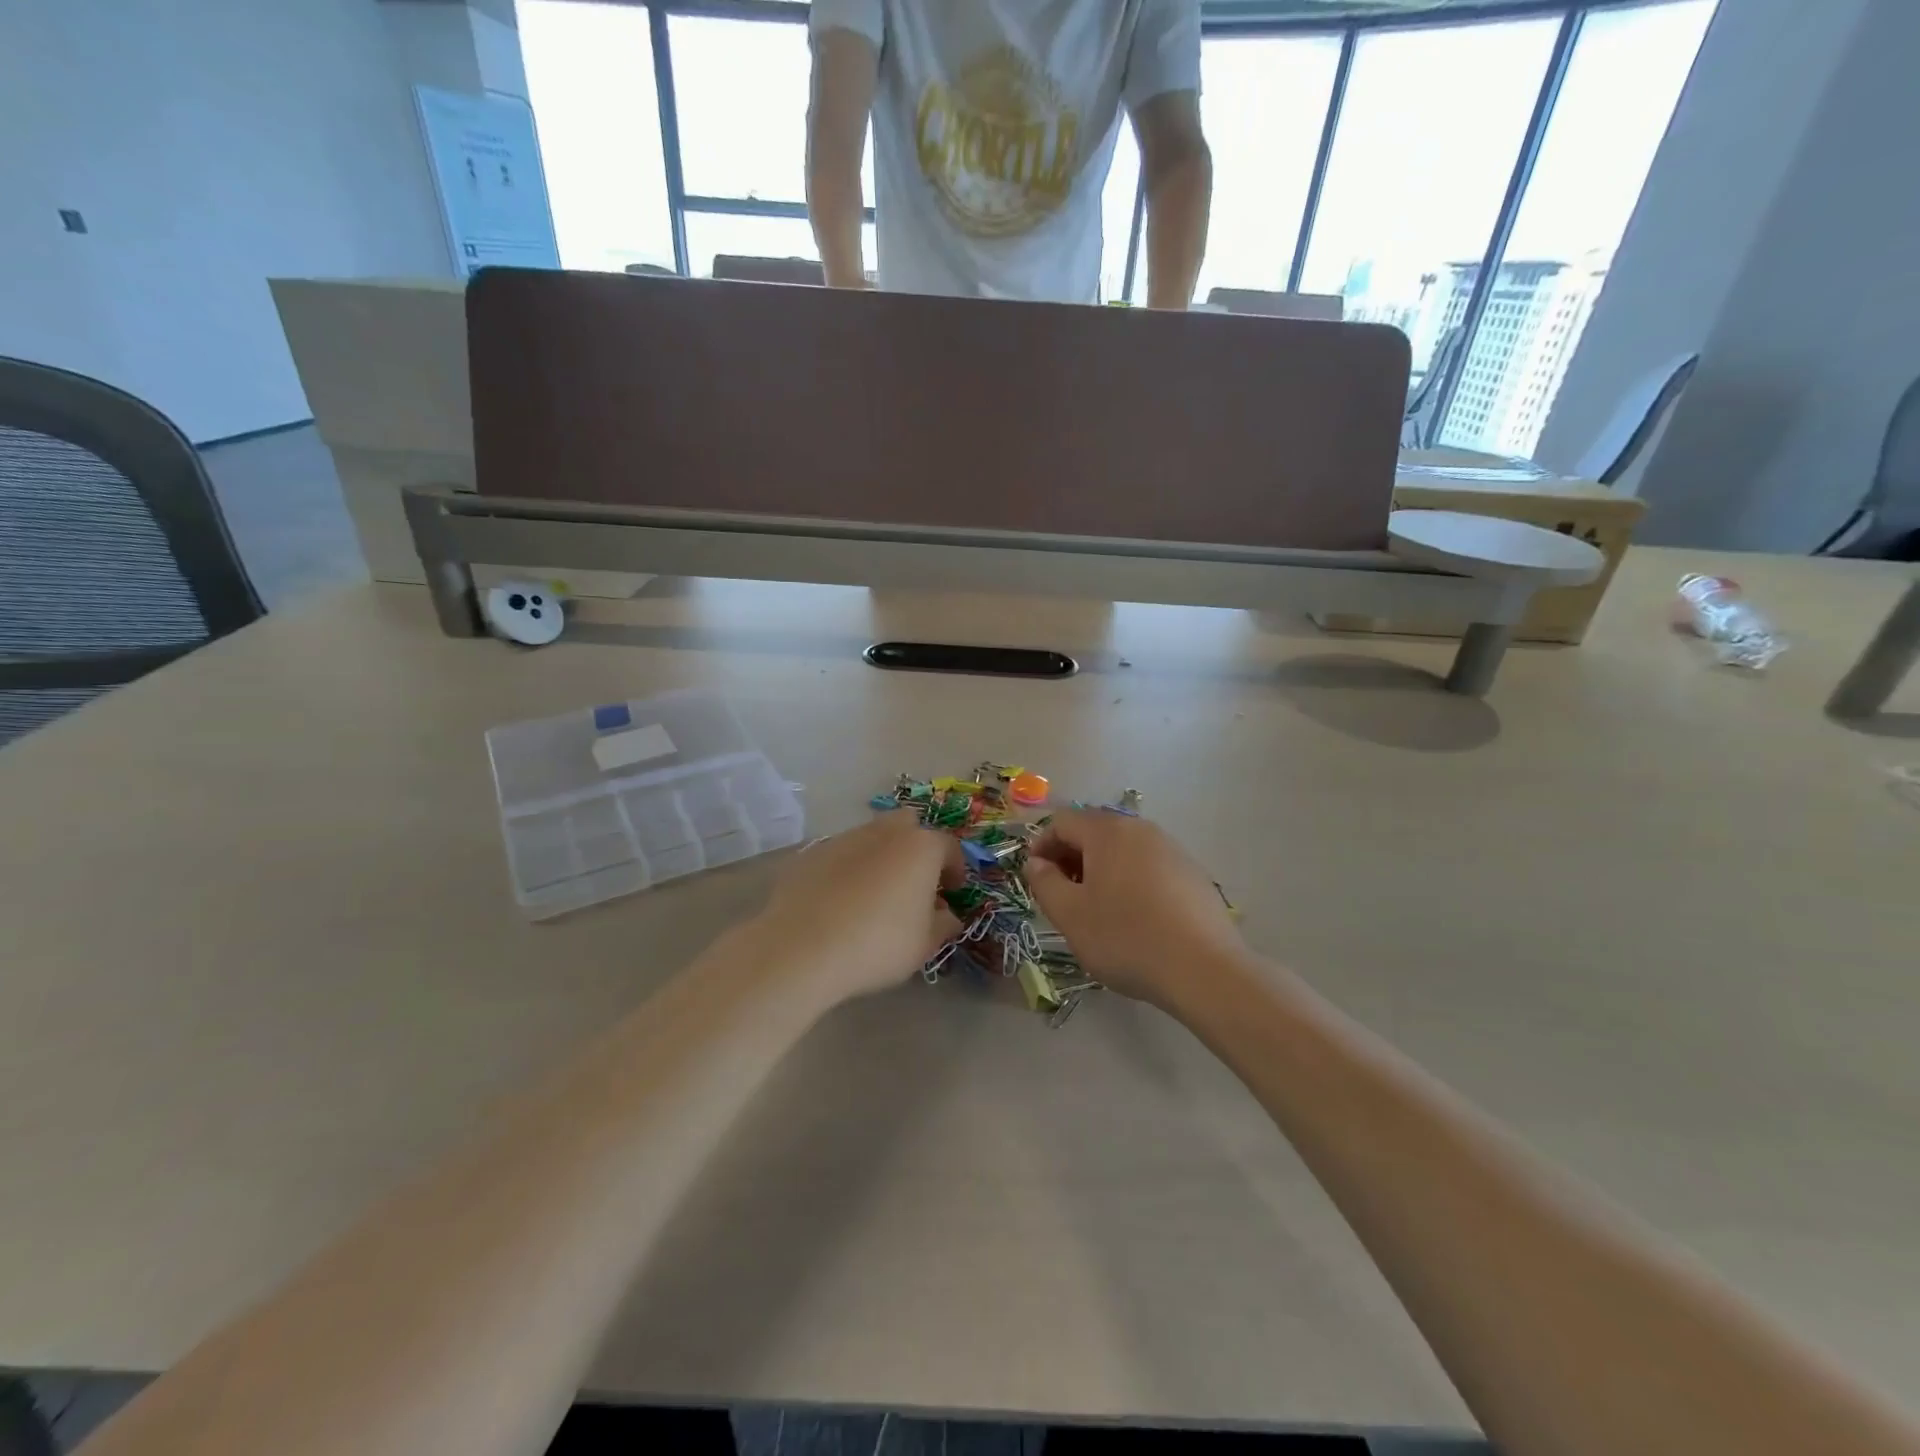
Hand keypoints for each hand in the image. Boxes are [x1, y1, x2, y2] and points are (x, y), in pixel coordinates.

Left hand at [741, 813, 963, 1006]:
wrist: (802, 948)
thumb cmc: (878, 944)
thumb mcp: (924, 944)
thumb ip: (943, 924)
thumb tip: (947, 915)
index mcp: (920, 847)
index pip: (949, 847)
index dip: (955, 869)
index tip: (953, 892)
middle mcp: (884, 832)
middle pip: (908, 826)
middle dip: (916, 847)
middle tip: (915, 882)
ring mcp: (844, 838)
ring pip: (872, 837)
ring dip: (881, 857)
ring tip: (876, 894)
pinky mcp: (811, 853)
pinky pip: (841, 855)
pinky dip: (848, 870)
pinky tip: (841, 901)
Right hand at [1024, 811, 1244, 1010]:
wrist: (1204, 969)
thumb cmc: (1126, 938)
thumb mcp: (1070, 915)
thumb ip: (1044, 883)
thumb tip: (1036, 863)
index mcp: (1107, 832)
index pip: (1062, 822)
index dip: (1041, 845)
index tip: (1035, 877)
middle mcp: (1141, 829)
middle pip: (1095, 831)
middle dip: (1071, 857)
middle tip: (1061, 894)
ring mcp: (1172, 850)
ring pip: (1124, 849)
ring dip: (1101, 869)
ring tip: (1096, 908)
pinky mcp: (1193, 874)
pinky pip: (1149, 866)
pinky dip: (1130, 880)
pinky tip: (1133, 917)